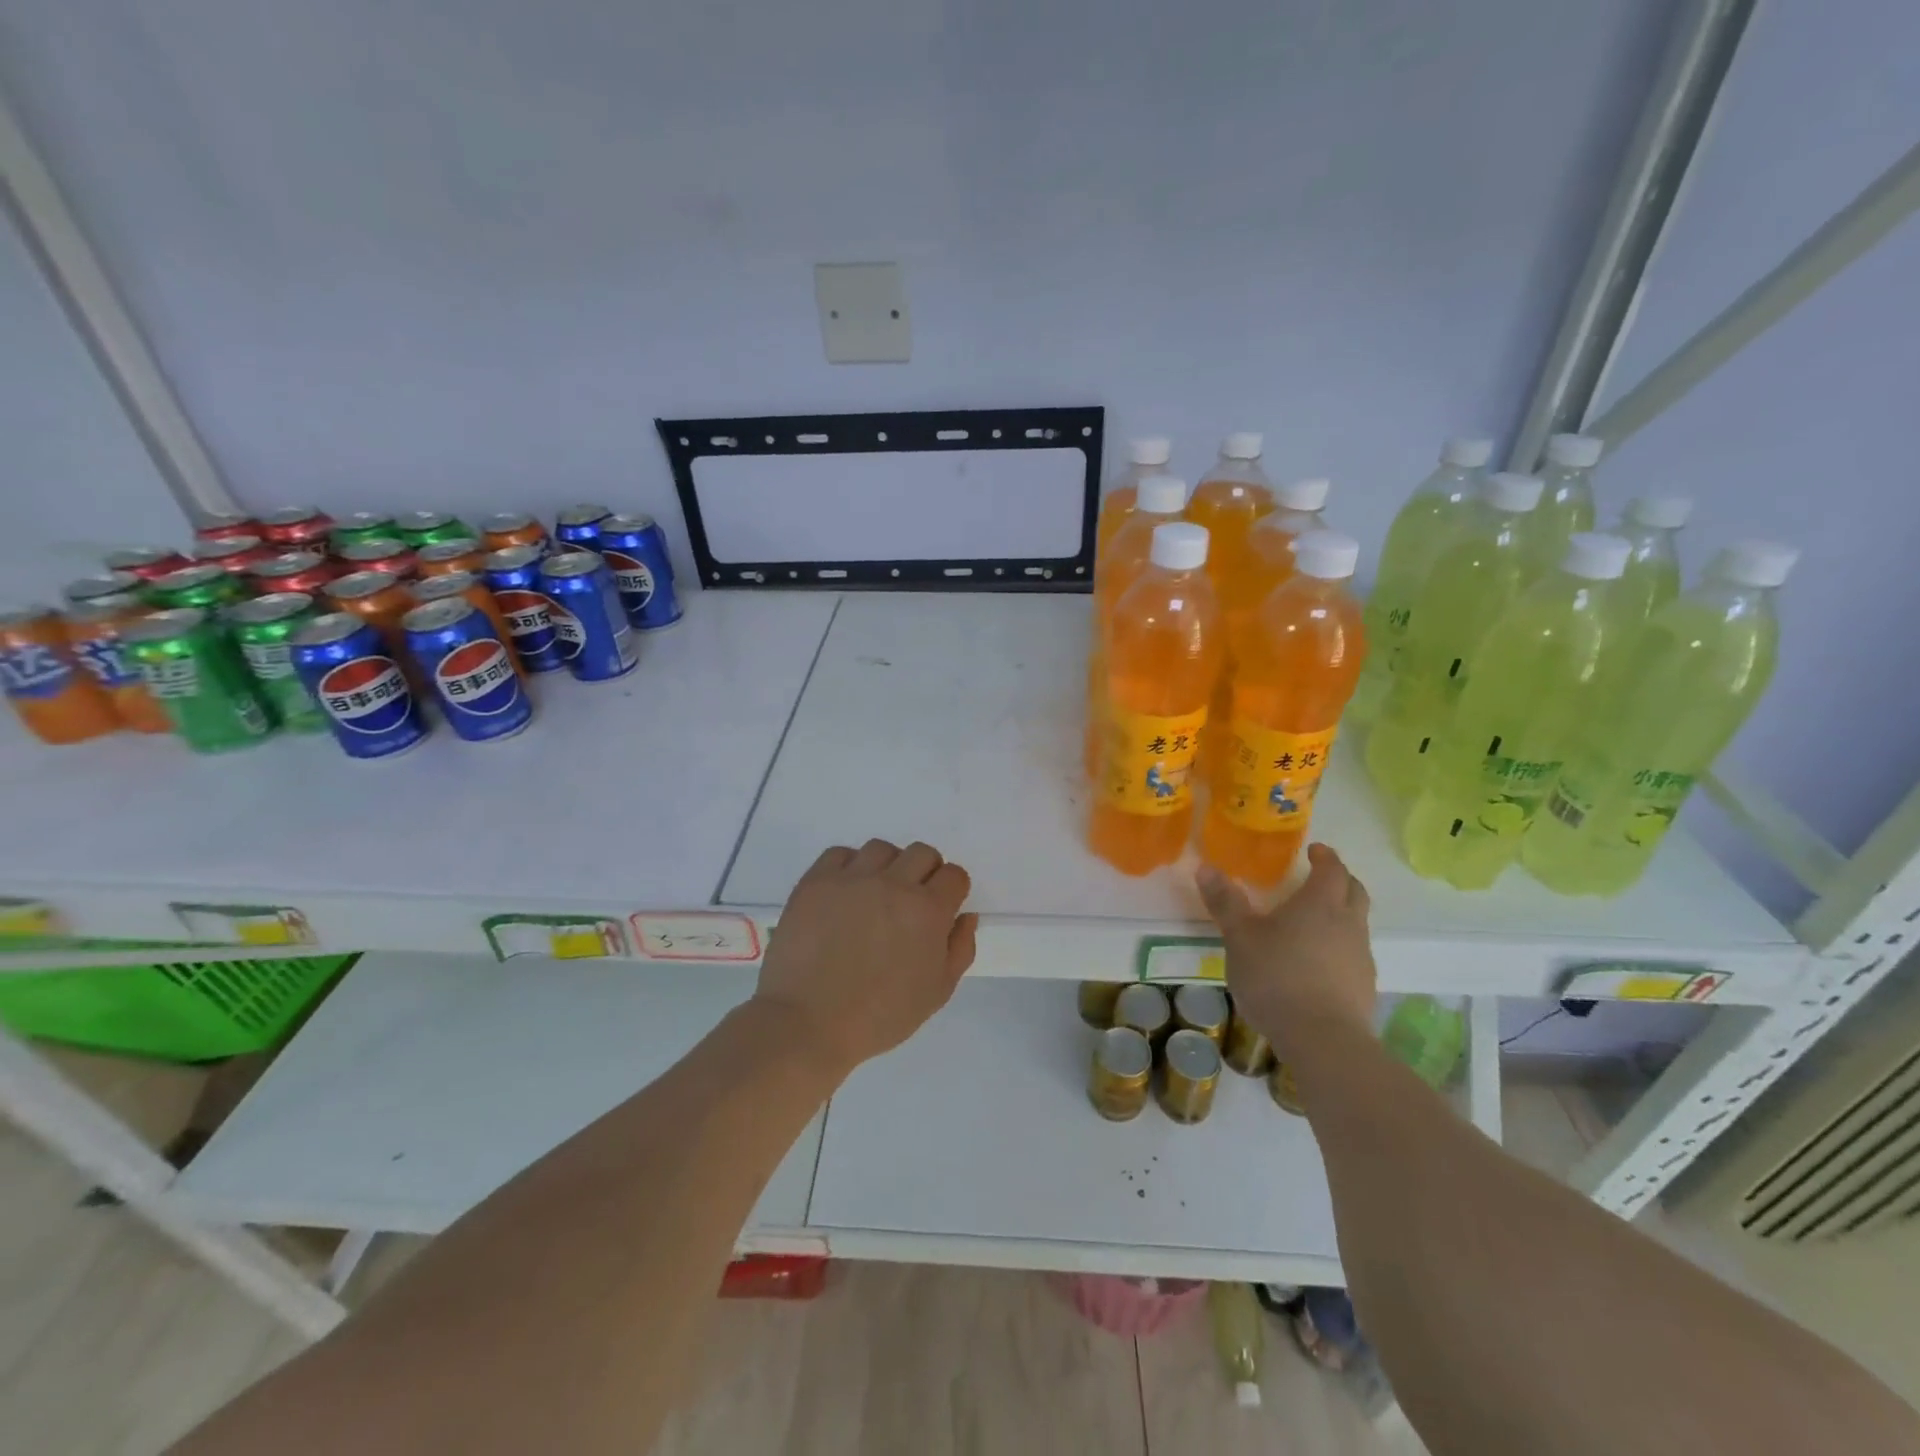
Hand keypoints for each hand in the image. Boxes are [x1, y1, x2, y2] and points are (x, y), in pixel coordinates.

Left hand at [752, 839, 977, 1076]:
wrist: (808, 1023)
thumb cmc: (879, 1016)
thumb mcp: (936, 993)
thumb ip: (959, 949)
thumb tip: (965, 915)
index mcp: (928, 910)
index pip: (954, 875)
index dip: (952, 891)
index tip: (941, 909)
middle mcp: (893, 883)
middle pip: (922, 853)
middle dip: (924, 874)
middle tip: (909, 903)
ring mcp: (852, 878)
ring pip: (881, 849)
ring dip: (886, 868)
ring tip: (874, 896)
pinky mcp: (816, 881)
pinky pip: (840, 854)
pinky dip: (848, 867)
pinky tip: (844, 894)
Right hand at [1196, 843, 1375, 1064]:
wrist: (1323, 1040)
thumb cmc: (1277, 977)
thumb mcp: (1240, 938)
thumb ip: (1226, 903)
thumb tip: (1205, 868)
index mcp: (1320, 904)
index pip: (1332, 869)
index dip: (1325, 857)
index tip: (1315, 850)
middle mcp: (1347, 924)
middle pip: (1355, 891)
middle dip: (1340, 880)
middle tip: (1320, 877)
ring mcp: (1360, 957)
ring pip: (1356, 924)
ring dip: (1341, 915)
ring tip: (1313, 923)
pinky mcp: (1364, 987)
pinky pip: (1354, 954)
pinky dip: (1339, 947)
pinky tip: (1317, 963)